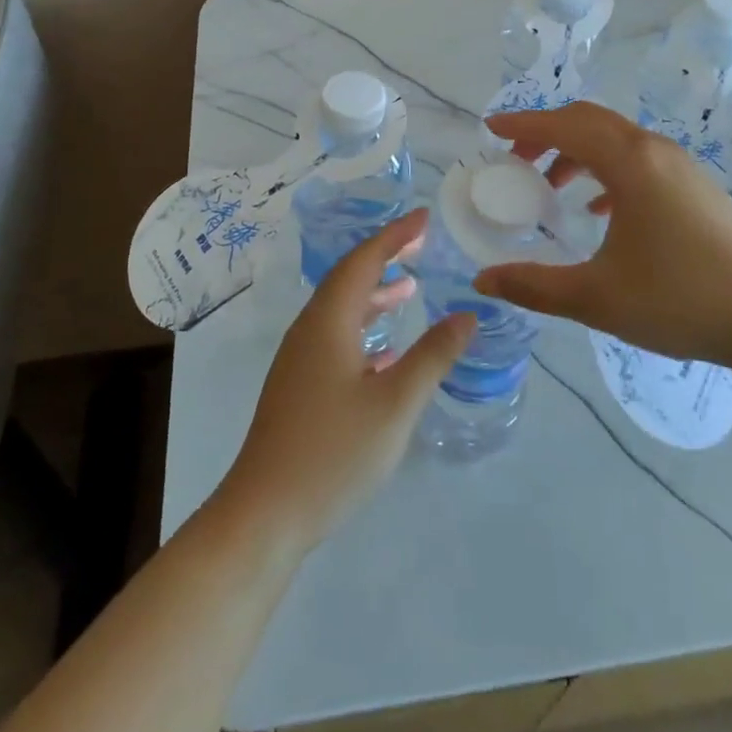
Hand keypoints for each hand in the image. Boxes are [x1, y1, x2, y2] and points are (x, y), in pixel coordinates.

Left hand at [218, 209, 475, 552]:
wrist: (264, 513)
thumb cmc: (333, 452)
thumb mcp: (395, 404)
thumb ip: (433, 356)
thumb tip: (467, 315)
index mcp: (329, 321)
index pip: (364, 260)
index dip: (396, 235)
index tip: (425, 218)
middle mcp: (310, 329)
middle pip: (349, 277)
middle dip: (385, 257)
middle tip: (421, 245)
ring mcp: (300, 358)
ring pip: (341, 309)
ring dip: (374, 293)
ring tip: (408, 289)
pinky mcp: (298, 385)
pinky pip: (335, 335)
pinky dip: (363, 327)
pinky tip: (385, 352)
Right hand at [476, 102, 731, 372]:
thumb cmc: (680, 300)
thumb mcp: (596, 297)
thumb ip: (534, 286)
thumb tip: (482, 282)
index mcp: (628, 163)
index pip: (563, 126)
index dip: (522, 124)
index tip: (490, 128)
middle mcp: (653, 150)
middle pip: (589, 121)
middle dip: (547, 133)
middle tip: (516, 159)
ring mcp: (680, 165)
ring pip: (616, 139)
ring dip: (577, 150)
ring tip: (552, 185)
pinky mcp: (696, 186)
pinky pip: (639, 159)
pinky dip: (607, 169)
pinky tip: (601, 209)